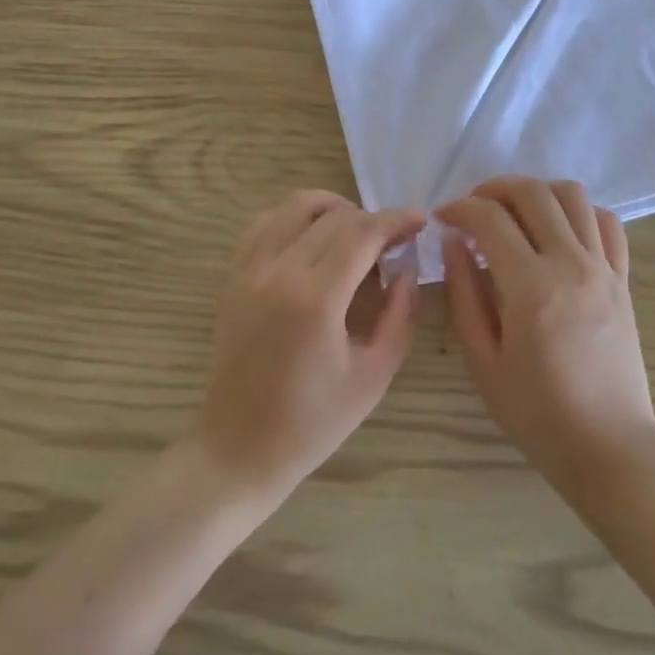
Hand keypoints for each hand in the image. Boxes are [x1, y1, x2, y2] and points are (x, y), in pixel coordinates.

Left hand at [195, 191, 420, 503]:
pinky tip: (312, 240)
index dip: (396, 220)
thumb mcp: (374, 375)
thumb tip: (408, 267)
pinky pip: (265, 223)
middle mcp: (279, 271)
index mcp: (316, 299)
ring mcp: (250, 269)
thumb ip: (400, 314)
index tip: (420, 221)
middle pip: (335, 216)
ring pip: (296, 206)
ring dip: (334, 209)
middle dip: (372, 219)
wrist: (240, 448)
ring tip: (356, 234)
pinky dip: (294, 218)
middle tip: (394, 242)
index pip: (363, 233)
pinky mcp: (233, 276)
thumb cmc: (313, 422)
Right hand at [439, 177, 654, 496]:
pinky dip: (580, 212)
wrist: (609, 447)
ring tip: (515, 213)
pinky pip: (607, 223)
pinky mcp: (623, 278)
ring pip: (573, 195)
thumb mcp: (483, 362)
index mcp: (531, 287)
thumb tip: (455, 243)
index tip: (443, 219)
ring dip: (537, 192)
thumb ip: (464, 295)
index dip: (459, 209)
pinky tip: (559, 231)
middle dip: (493, 188)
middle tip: (473, 208)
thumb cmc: (537, 413)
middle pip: (532, 192)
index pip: (489, 219)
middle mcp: (571, 264)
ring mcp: (603, 267)